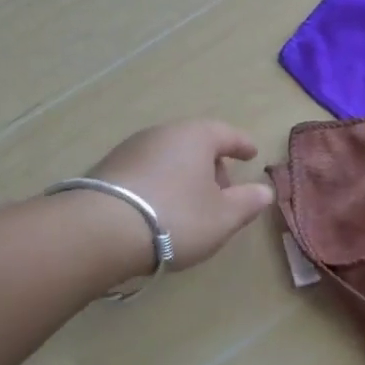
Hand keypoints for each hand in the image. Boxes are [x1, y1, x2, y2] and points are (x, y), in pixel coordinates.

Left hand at [88, 120, 274, 271]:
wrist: (100, 231)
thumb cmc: (176, 217)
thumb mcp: (223, 217)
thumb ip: (248, 202)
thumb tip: (265, 191)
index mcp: (195, 136)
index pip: (227, 133)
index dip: (242, 145)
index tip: (252, 154)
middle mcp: (162, 133)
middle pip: (195, 144)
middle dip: (212, 164)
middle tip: (223, 191)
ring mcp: (130, 149)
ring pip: (169, 157)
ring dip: (184, 176)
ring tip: (191, 205)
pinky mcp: (106, 170)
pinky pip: (146, 171)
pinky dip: (160, 184)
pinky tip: (160, 209)